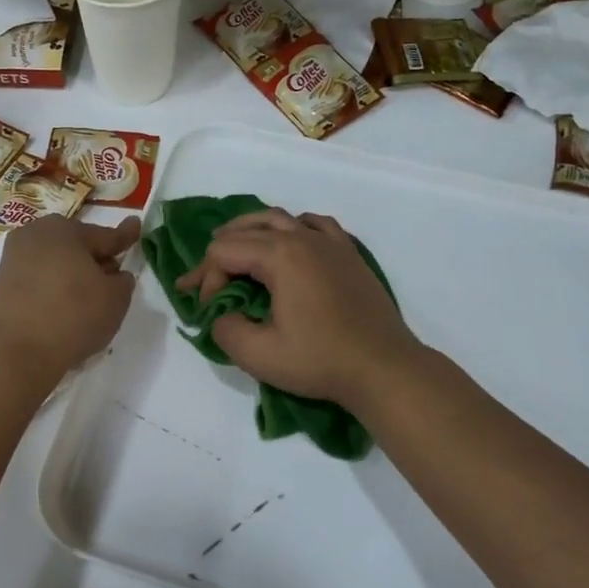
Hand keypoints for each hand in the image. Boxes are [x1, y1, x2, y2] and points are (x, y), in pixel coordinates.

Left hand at [0, 215, 140, 384]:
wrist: (14, 353)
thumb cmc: (72, 315)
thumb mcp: (115, 299)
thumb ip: (122, 282)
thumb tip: (115, 275)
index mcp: (64, 229)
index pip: (104, 235)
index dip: (124, 236)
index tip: (135, 226)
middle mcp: (35, 236)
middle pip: (76, 246)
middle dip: (95, 259)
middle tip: (113, 276)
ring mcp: (13, 261)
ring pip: (56, 265)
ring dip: (73, 277)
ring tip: (90, 300)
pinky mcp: (1, 287)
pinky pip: (39, 283)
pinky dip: (54, 292)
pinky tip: (65, 311)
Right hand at [175, 209, 422, 411]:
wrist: (383, 368)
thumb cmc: (320, 360)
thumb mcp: (258, 354)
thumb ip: (225, 329)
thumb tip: (222, 315)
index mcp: (280, 256)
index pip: (224, 252)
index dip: (207, 279)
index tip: (208, 312)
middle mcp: (304, 238)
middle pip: (247, 230)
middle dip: (219, 254)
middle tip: (204, 281)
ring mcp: (331, 243)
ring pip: (280, 219)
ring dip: (251, 231)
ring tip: (234, 247)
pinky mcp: (349, 255)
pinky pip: (315, 225)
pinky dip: (293, 227)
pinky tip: (290, 241)